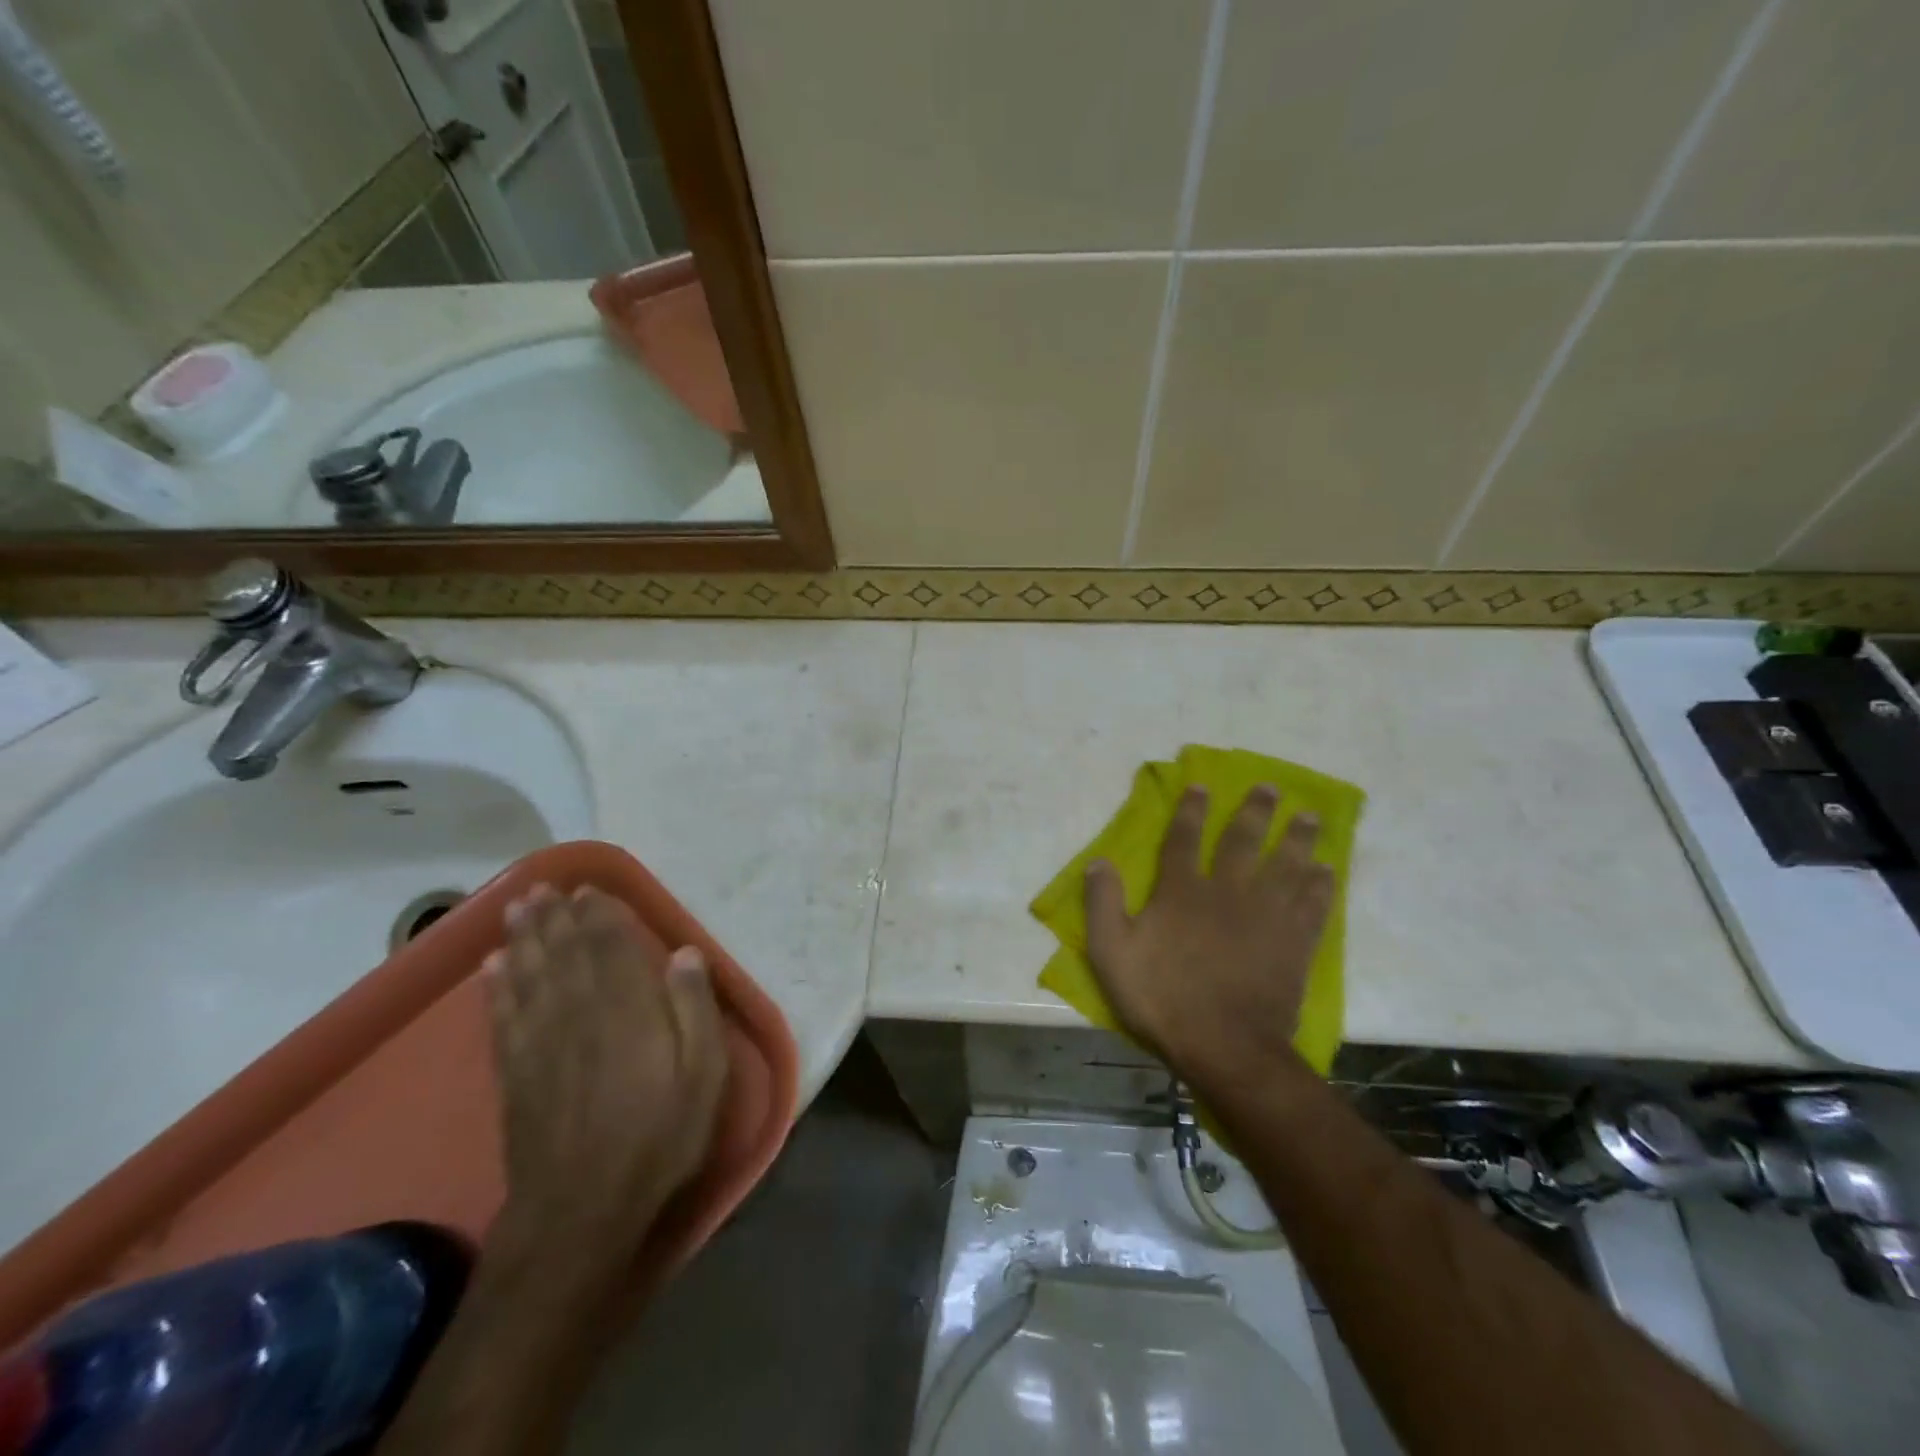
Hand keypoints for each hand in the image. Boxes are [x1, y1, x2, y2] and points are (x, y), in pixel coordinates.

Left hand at [482, 885, 727, 1275]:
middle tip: (543, 887)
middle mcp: (579, 1014)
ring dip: (523, 940)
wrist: (581, 1212)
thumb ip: (696, 1009)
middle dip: (555, 918)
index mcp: (628, 1010)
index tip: (590, 890)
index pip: (610, 948)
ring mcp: (541, 1044)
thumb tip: (685, 953)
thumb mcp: (704, 1075)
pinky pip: (503, 1017)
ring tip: (517, 909)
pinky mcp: (515, 1075)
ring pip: (530, 976)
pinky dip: (496, 988)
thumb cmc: (659, 1138)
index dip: (600, 915)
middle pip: (564, 954)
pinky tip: (492, 968)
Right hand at [1083, 785, 1332, 1087]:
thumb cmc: (1161, 997)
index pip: (1183, 839)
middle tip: (1270, 788)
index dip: (1190, 811)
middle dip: (1255, 812)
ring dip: (1297, 838)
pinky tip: (1327, 871)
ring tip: (1310, 816)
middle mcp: (1226, 892)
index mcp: (1181, 892)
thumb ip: (1102, 904)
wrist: (1223, 1045)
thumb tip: (1098, 861)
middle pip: (1243, 842)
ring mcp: (1265, 916)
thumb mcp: (1111, 953)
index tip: (1202, 785)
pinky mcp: (1293, 943)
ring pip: (1285, 866)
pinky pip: (1312, 906)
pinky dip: (1320, 886)